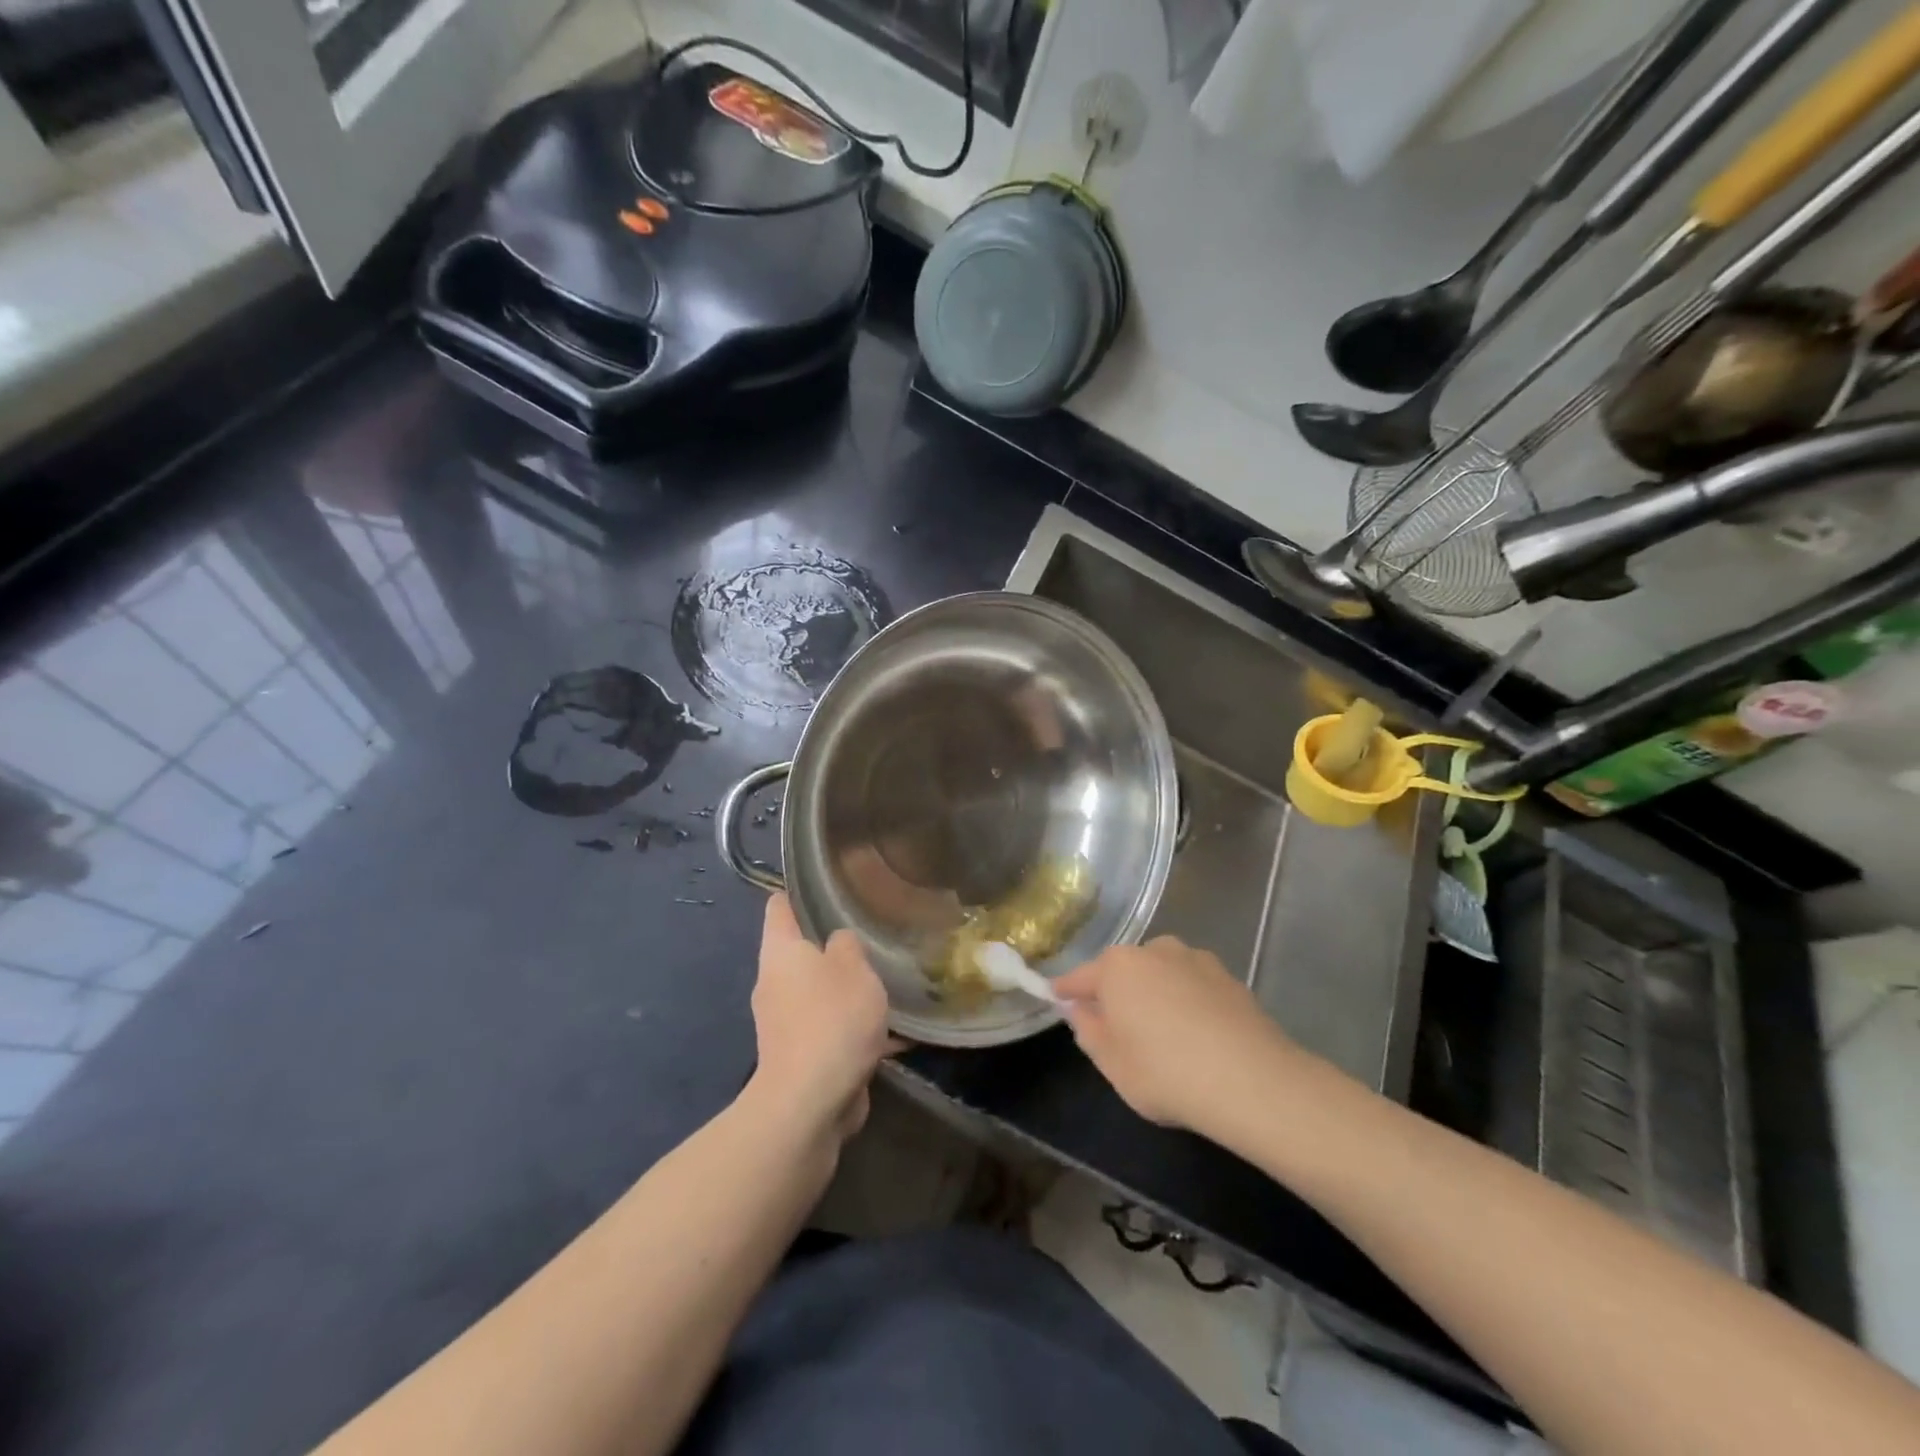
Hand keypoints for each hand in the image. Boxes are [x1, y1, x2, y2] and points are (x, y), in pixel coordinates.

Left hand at [746, 894, 893, 1142]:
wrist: (810, 1103)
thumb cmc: (831, 1019)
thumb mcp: (853, 967)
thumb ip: (847, 945)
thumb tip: (838, 942)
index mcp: (780, 953)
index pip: (779, 907)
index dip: (797, 892)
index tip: (824, 883)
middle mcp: (774, 983)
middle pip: (801, 952)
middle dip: (833, 945)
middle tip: (871, 933)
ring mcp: (784, 1023)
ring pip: (820, 993)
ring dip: (848, 991)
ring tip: (888, 984)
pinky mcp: (800, 1056)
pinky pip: (831, 1030)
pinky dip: (855, 1029)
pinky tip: (894, 1036)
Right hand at [1053, 937, 1301, 1136]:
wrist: (1253, 1082)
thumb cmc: (1165, 1072)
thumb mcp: (1111, 1063)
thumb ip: (1089, 1031)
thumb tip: (1082, 1010)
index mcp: (1118, 966)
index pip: (1080, 977)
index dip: (1066, 991)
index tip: (1056, 998)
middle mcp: (1155, 950)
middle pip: (1124, 971)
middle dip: (1116, 993)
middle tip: (1116, 1028)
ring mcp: (1196, 960)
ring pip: (1161, 975)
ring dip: (1155, 995)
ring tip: (1162, 1033)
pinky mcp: (1230, 978)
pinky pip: (1193, 987)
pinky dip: (1187, 1003)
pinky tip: (1197, 1036)